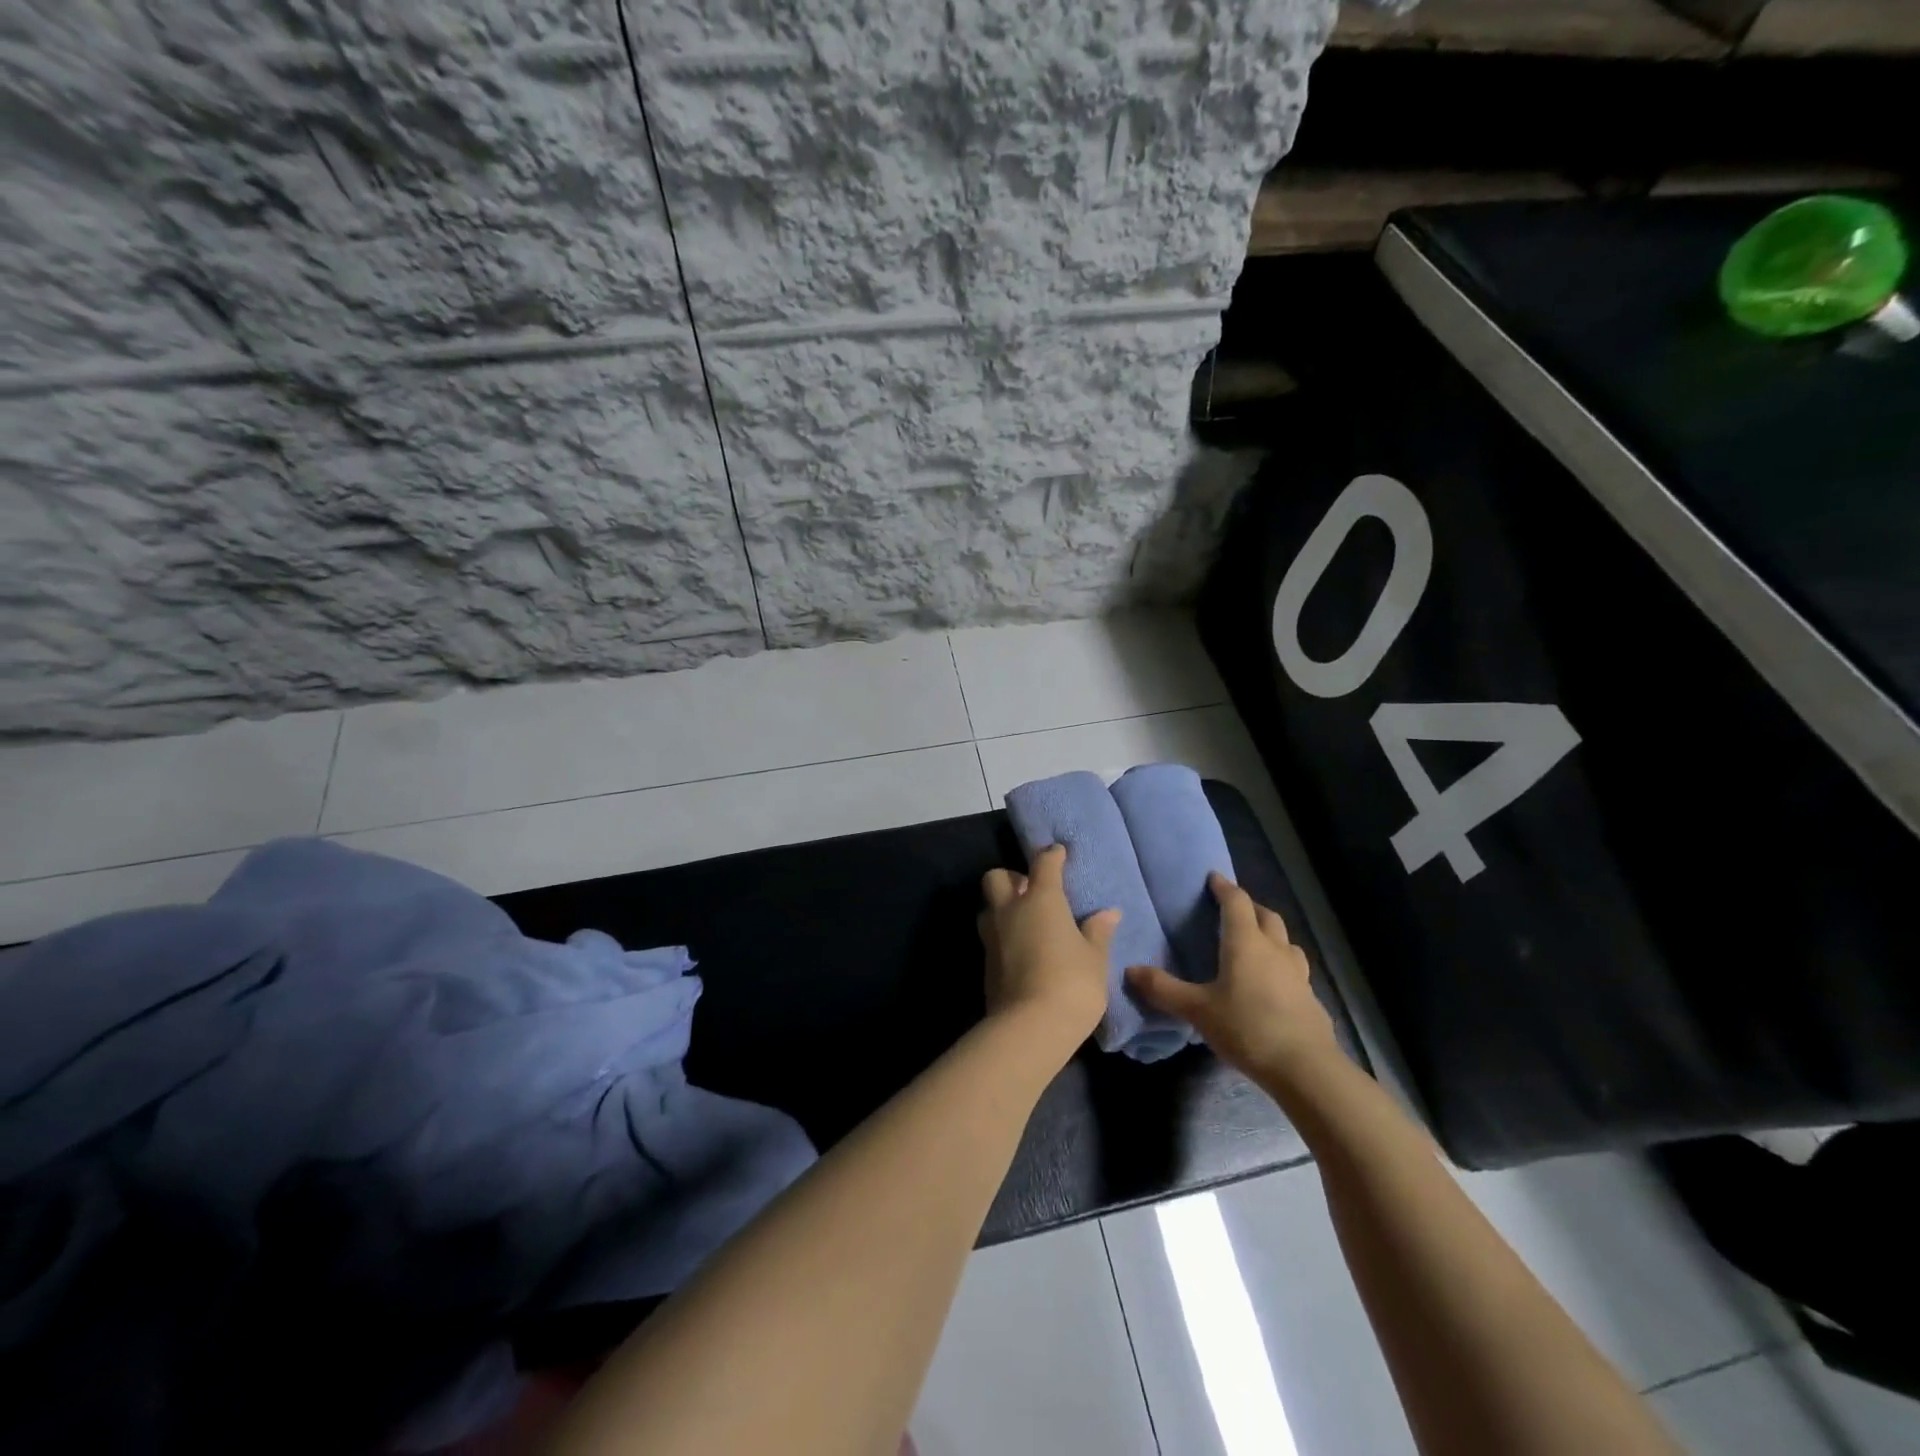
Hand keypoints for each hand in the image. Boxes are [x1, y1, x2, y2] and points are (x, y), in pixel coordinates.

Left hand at [978, 845, 1114, 1047]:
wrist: (1030, 1028)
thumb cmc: (1072, 983)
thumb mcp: (1095, 958)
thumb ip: (1098, 932)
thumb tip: (1108, 913)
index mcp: (1040, 899)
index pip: (1044, 864)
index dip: (1052, 856)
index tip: (1059, 853)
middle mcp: (1009, 910)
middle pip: (996, 877)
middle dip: (1011, 878)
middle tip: (1031, 891)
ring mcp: (992, 936)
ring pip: (988, 907)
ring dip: (1002, 907)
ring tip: (1026, 922)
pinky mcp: (985, 963)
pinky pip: (991, 936)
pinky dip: (1003, 936)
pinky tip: (1021, 950)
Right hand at [1127, 874, 1339, 1080]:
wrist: (1305, 1068)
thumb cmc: (1247, 1028)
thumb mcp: (1197, 1010)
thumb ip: (1163, 989)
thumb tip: (1130, 970)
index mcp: (1245, 943)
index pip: (1236, 902)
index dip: (1224, 887)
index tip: (1213, 878)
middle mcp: (1274, 949)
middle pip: (1265, 915)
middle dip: (1249, 906)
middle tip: (1232, 909)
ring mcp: (1297, 973)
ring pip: (1286, 941)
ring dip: (1270, 934)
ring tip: (1256, 943)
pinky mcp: (1310, 997)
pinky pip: (1294, 968)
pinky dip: (1281, 964)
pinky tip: (1273, 983)